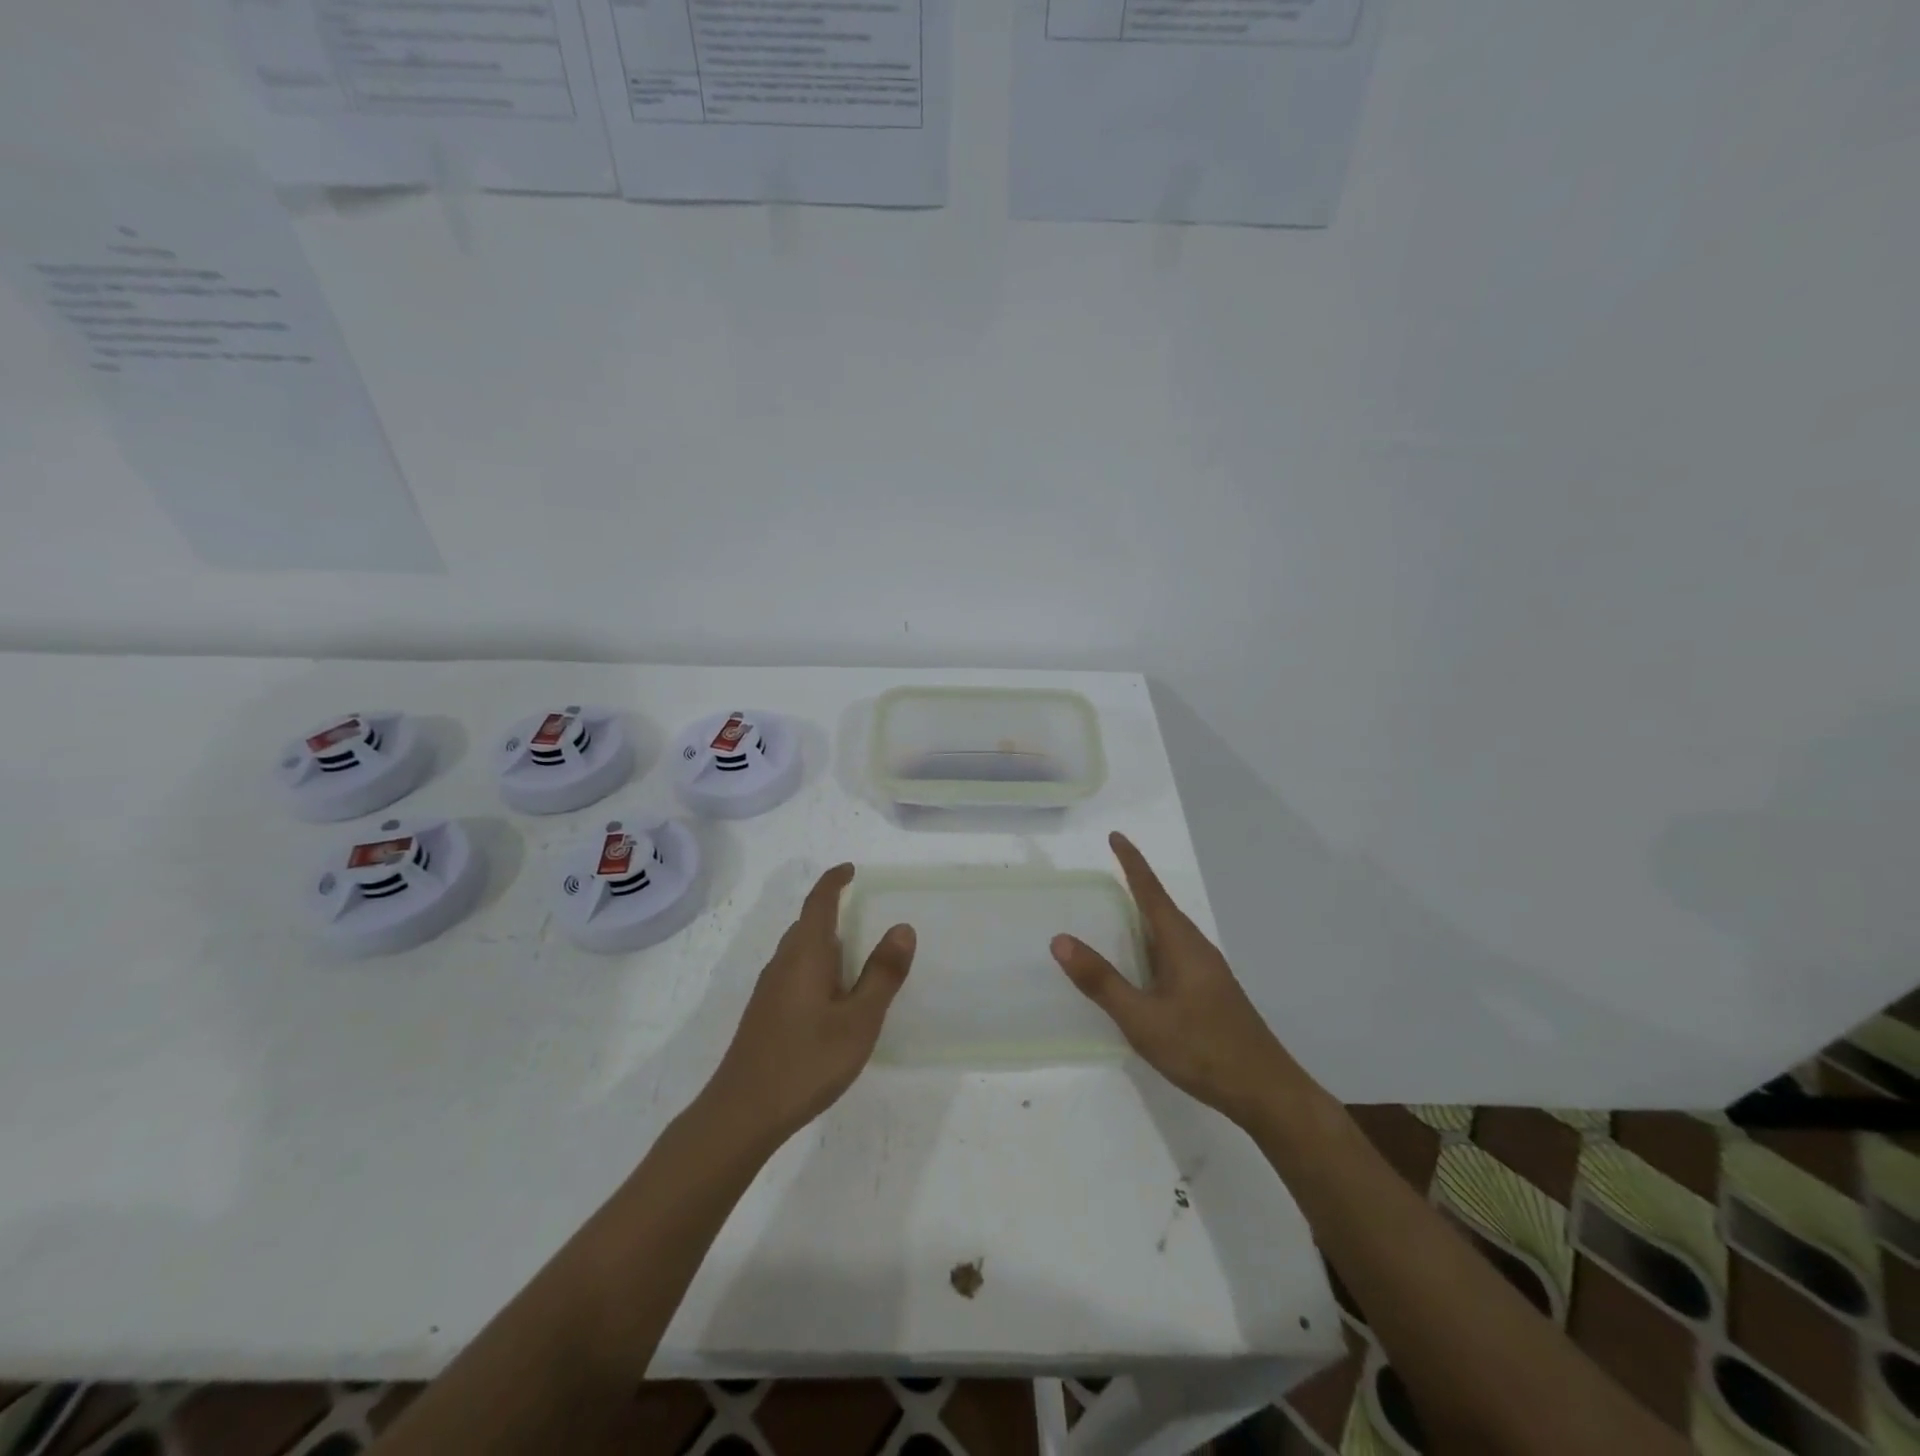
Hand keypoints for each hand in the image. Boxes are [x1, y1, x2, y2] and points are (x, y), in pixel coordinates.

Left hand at [703, 864, 915, 1143]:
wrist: (742, 1113)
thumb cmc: (806, 1061)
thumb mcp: (858, 1020)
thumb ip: (882, 974)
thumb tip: (902, 927)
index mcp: (805, 954)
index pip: (818, 902)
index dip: (834, 881)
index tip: (851, 869)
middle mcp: (783, 963)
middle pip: (807, 924)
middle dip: (832, 912)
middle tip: (866, 916)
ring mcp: (769, 990)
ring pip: (799, 951)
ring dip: (825, 943)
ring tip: (856, 957)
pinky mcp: (765, 1014)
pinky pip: (794, 972)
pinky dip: (817, 968)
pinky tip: (832, 998)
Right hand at [1052, 833, 1292, 1127]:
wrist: (1266, 1092)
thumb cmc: (1202, 1049)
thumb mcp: (1142, 1019)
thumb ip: (1102, 981)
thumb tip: (1060, 940)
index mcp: (1181, 944)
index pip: (1151, 892)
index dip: (1132, 863)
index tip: (1115, 836)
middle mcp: (1196, 948)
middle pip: (1161, 907)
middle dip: (1136, 886)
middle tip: (1106, 872)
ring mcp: (1207, 971)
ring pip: (1169, 933)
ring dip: (1143, 917)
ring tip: (1116, 912)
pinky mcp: (1210, 992)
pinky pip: (1174, 953)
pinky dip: (1151, 944)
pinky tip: (1142, 965)